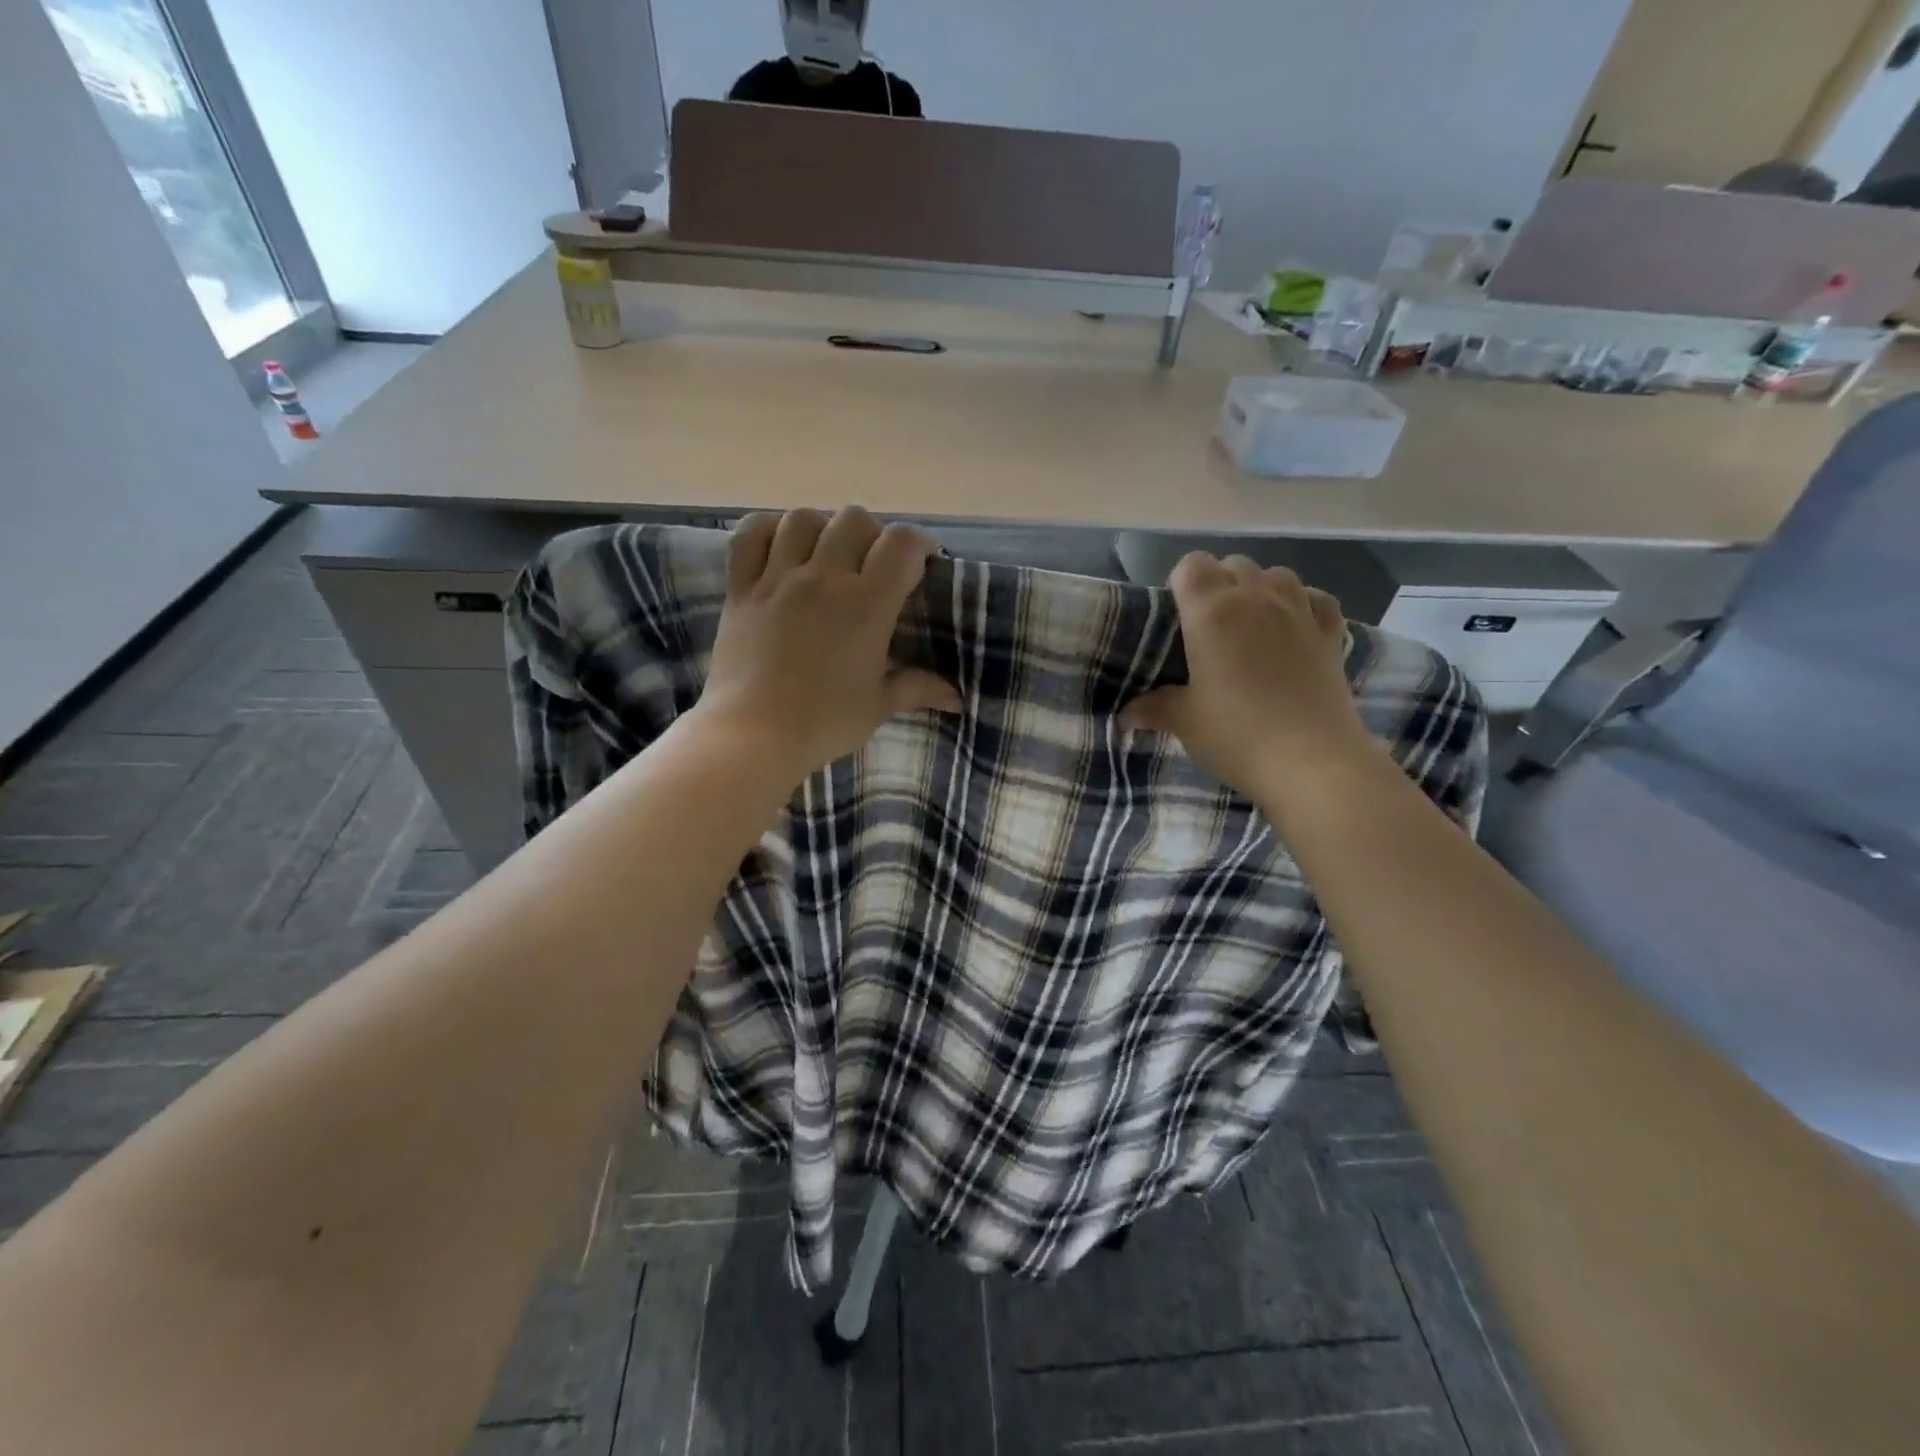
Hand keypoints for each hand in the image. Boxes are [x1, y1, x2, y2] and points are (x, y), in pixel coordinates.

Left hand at [697, 508, 961, 781]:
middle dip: (872, 534)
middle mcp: (823, 578)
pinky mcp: (741, 589)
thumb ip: (918, 689)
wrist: (752, 736)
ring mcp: (777, 578)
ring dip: (822, 527)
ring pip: (803, 518)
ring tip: (826, 554)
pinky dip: (768, 529)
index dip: (918, 544)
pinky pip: (750, 535)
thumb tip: (958, 698)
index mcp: (866, 605)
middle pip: (854, 519)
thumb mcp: (878, 706)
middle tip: (873, 564)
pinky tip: (780, 545)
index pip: (900, 543)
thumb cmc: (823, 723)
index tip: (921, 563)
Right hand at [1120, 554, 1375, 807]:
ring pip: (1277, 574)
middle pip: (1234, 565)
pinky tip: (1294, 627)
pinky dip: (1303, 604)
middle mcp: (1257, 597)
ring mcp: (1300, 611)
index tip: (1176, 617)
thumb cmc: (1237, 735)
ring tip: (1250, 625)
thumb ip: (1154, 708)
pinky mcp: (1332, 633)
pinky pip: (1316, 598)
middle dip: (1218, 585)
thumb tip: (1125, 715)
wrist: (1312, 762)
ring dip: (1260, 589)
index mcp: (1211, 611)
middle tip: (1207, 628)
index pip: (1191, 565)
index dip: (1180, 583)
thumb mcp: (1185, 722)